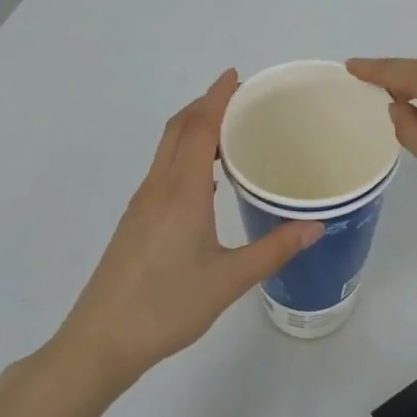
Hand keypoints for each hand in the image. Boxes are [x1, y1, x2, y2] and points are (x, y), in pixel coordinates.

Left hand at [58, 70, 320, 386]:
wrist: (99, 342)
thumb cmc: (166, 306)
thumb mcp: (229, 280)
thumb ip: (274, 249)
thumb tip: (316, 225)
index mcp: (182, 190)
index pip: (199, 127)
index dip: (217, 96)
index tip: (236, 75)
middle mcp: (158, 187)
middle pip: (178, 128)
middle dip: (205, 104)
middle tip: (240, 96)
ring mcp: (142, 203)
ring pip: (167, 148)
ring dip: (193, 127)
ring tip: (228, 129)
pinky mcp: (135, 220)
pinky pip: (163, 169)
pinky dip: (185, 152)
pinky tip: (206, 178)